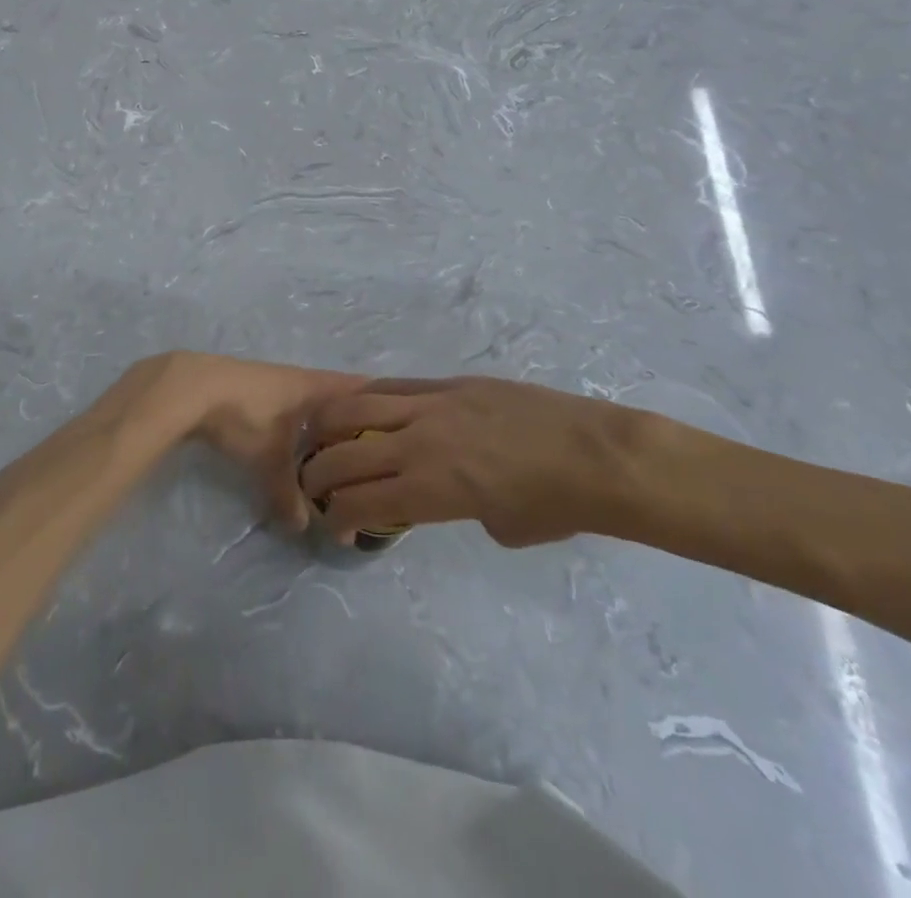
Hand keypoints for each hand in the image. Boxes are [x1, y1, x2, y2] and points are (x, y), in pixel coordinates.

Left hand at [141, 353, 363, 531]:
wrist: (190, 389)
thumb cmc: (245, 416)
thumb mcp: (270, 462)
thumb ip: (288, 495)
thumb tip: (302, 527)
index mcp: (316, 387)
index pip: (362, 389)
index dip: (383, 402)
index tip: (405, 420)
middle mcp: (300, 379)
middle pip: (338, 397)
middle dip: (353, 421)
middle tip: (373, 450)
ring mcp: (274, 381)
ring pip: (310, 403)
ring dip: (321, 423)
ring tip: (335, 453)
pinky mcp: (251, 389)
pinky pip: (287, 407)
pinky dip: (295, 424)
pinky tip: (291, 443)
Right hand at [298, 377, 651, 546]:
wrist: (594, 454)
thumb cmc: (555, 506)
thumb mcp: (498, 527)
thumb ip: (456, 510)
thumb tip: (444, 495)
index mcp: (431, 488)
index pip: (361, 501)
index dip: (337, 517)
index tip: (334, 525)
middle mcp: (418, 443)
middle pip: (345, 453)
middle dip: (319, 473)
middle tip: (315, 484)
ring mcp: (431, 405)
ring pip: (357, 406)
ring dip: (330, 425)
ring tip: (322, 437)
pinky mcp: (448, 383)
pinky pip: (394, 386)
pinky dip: (367, 398)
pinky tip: (360, 407)